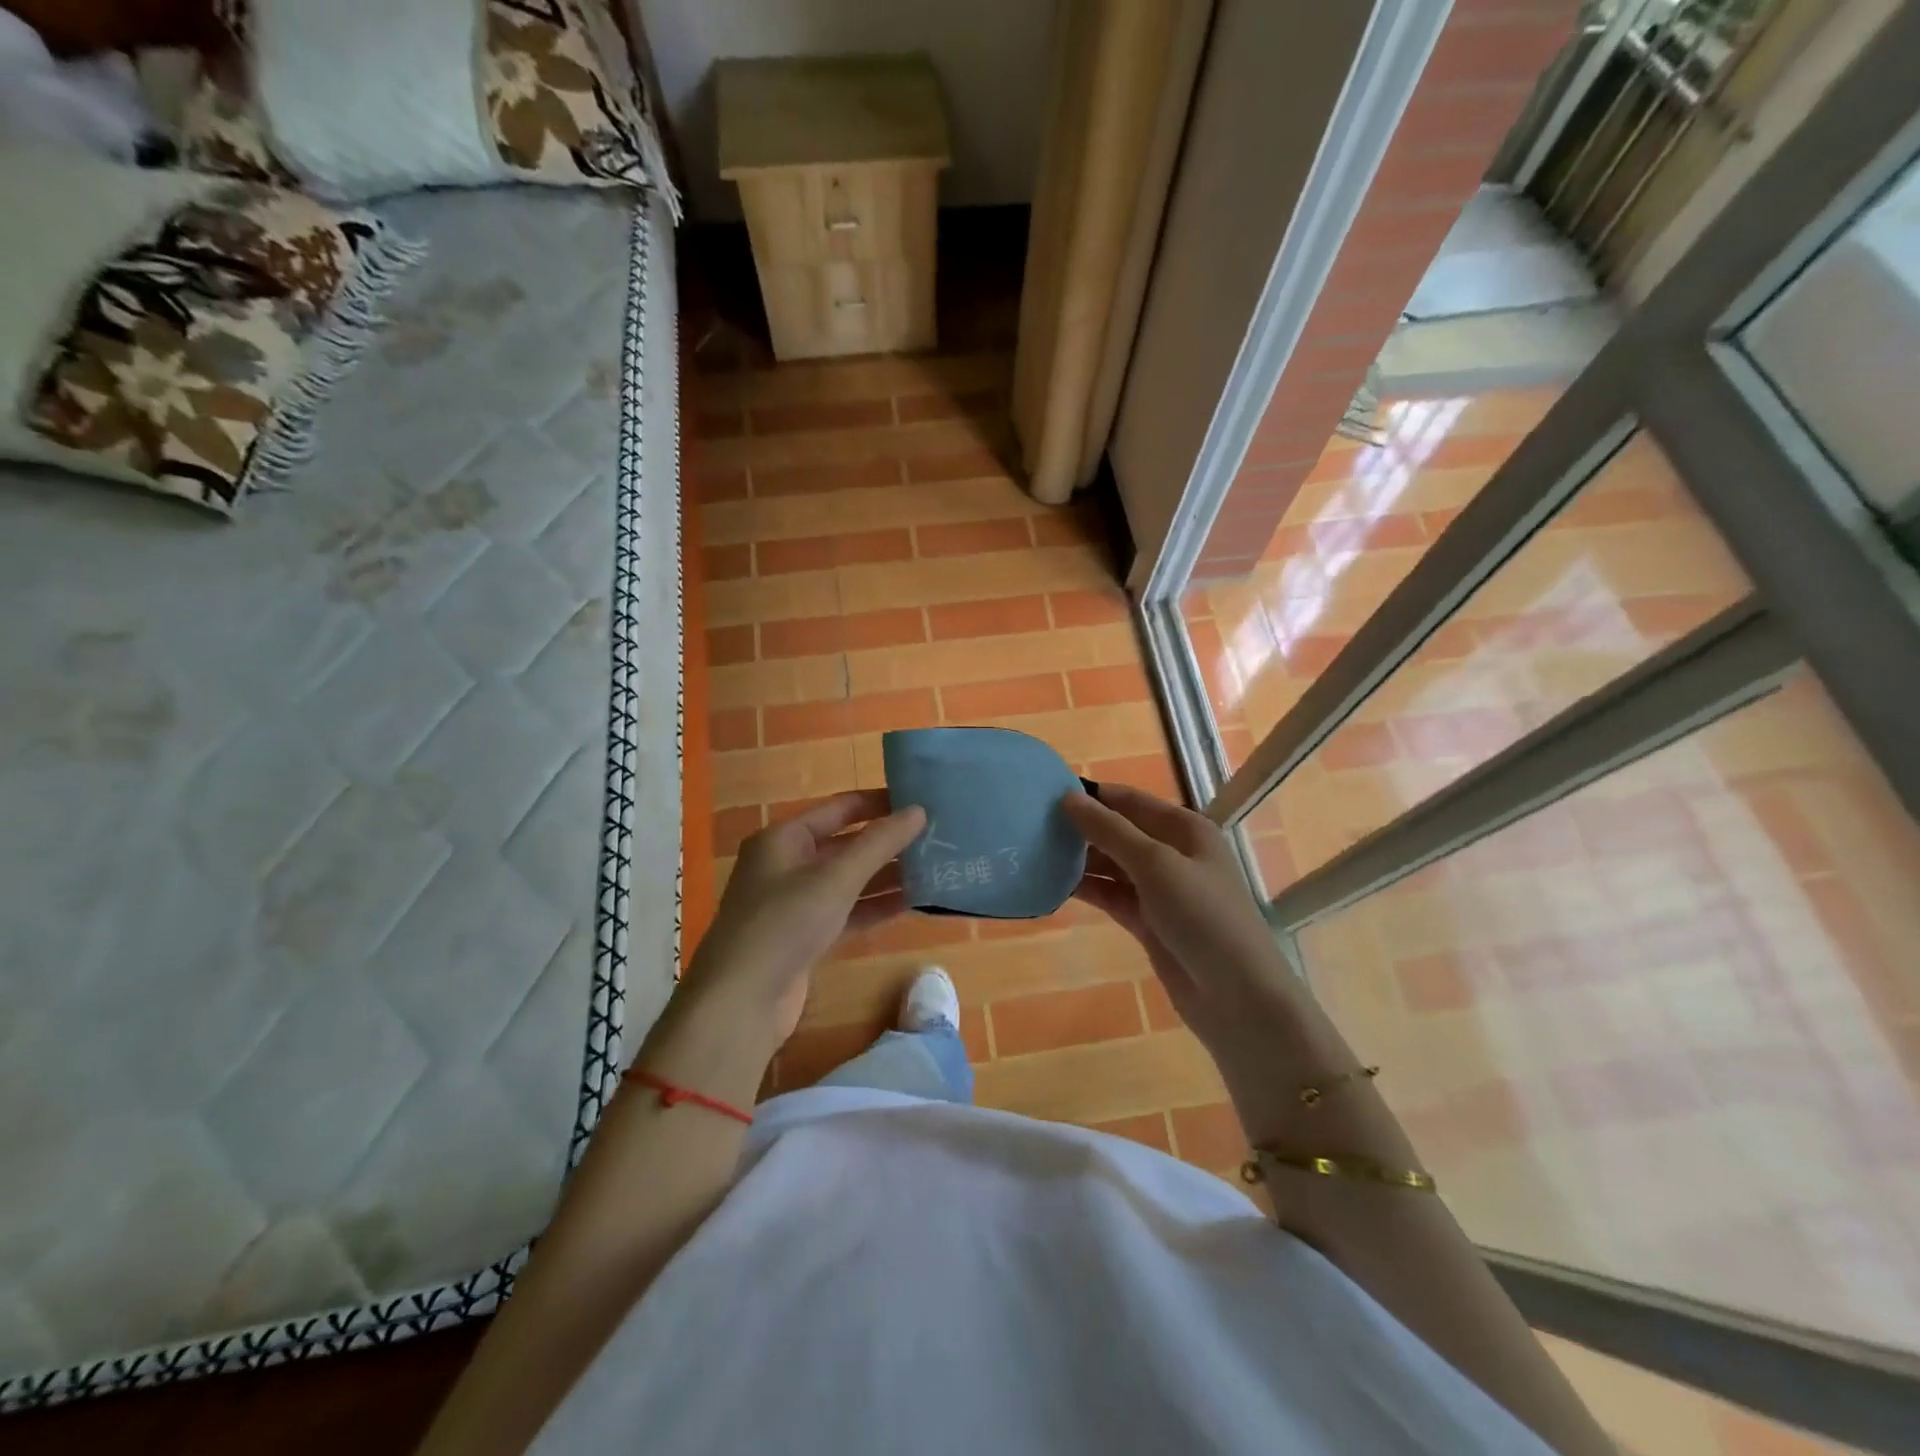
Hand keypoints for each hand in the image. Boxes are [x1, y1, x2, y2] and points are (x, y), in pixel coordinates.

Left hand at [687, 790, 925, 1043]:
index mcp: (784, 838)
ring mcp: (795, 902)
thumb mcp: (836, 877)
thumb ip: (879, 843)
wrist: (740, 1002)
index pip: (840, 808)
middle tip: (936, 838)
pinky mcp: (805, 936)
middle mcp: (787, 864)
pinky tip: (911, 904)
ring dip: (886, 876)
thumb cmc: (784, 923)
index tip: (922, 801)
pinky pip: (846, 911)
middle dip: (888, 843)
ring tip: (933, 869)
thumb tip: (919, 810)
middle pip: (846, 844)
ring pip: (848, 880)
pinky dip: (874, 907)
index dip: (880, 803)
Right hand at [1063, 784, 1304, 1086]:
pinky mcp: (1148, 921)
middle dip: (1081, 828)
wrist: (1237, 997)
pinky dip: (1087, 890)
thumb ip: (1110, 831)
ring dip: (1079, 860)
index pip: (1129, 800)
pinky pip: (1111, 896)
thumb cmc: (1203, 917)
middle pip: (1119, 831)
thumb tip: (1067, 799)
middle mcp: (1173, 853)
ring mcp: (1160, 889)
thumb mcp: (1156, 864)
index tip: (1044, 793)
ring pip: (1112, 865)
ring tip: (1033, 853)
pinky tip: (1052, 886)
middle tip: (1029, 826)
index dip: (1091, 795)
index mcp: (1185, 829)